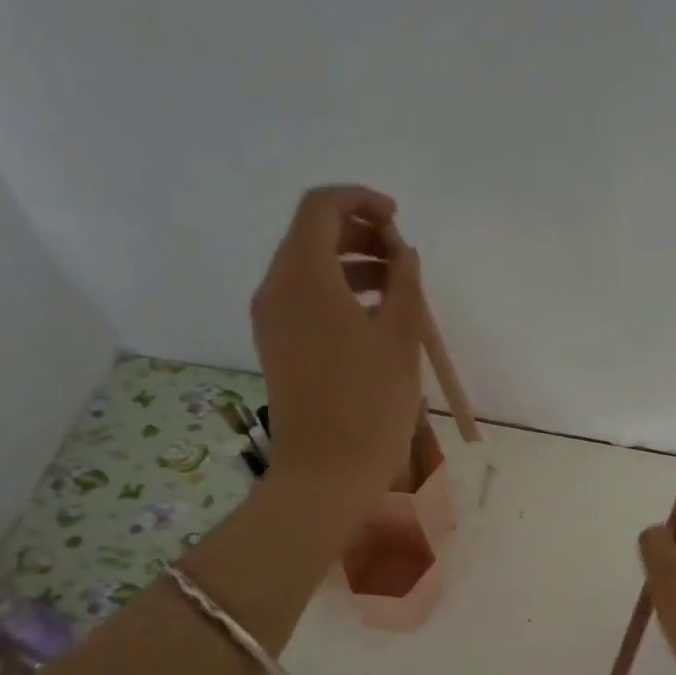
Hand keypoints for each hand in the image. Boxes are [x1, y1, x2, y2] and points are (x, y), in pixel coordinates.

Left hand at [251, 185, 422, 512]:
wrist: (326, 473)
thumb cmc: (369, 403)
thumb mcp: (400, 338)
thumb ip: (404, 284)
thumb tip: (403, 254)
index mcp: (303, 276)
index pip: (321, 207)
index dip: (361, 201)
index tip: (398, 220)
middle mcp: (276, 289)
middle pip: (311, 234)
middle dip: (359, 232)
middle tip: (402, 256)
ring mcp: (271, 320)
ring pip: (307, 267)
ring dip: (350, 263)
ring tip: (397, 288)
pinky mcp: (277, 346)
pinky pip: (304, 299)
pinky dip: (337, 291)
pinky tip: (373, 317)